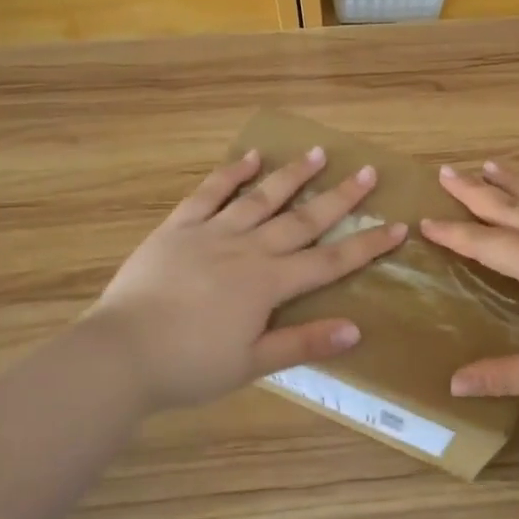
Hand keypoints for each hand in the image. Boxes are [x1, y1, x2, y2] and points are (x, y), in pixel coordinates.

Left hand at [86, 147, 405, 412]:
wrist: (121, 353)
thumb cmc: (190, 366)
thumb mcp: (252, 363)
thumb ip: (303, 343)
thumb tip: (356, 329)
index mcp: (269, 283)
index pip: (330, 261)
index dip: (367, 245)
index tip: (398, 227)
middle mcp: (248, 249)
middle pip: (303, 219)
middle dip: (340, 197)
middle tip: (368, 172)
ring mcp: (212, 233)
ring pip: (261, 198)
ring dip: (292, 175)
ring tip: (318, 153)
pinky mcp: (178, 228)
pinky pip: (209, 193)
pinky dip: (231, 174)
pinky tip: (250, 158)